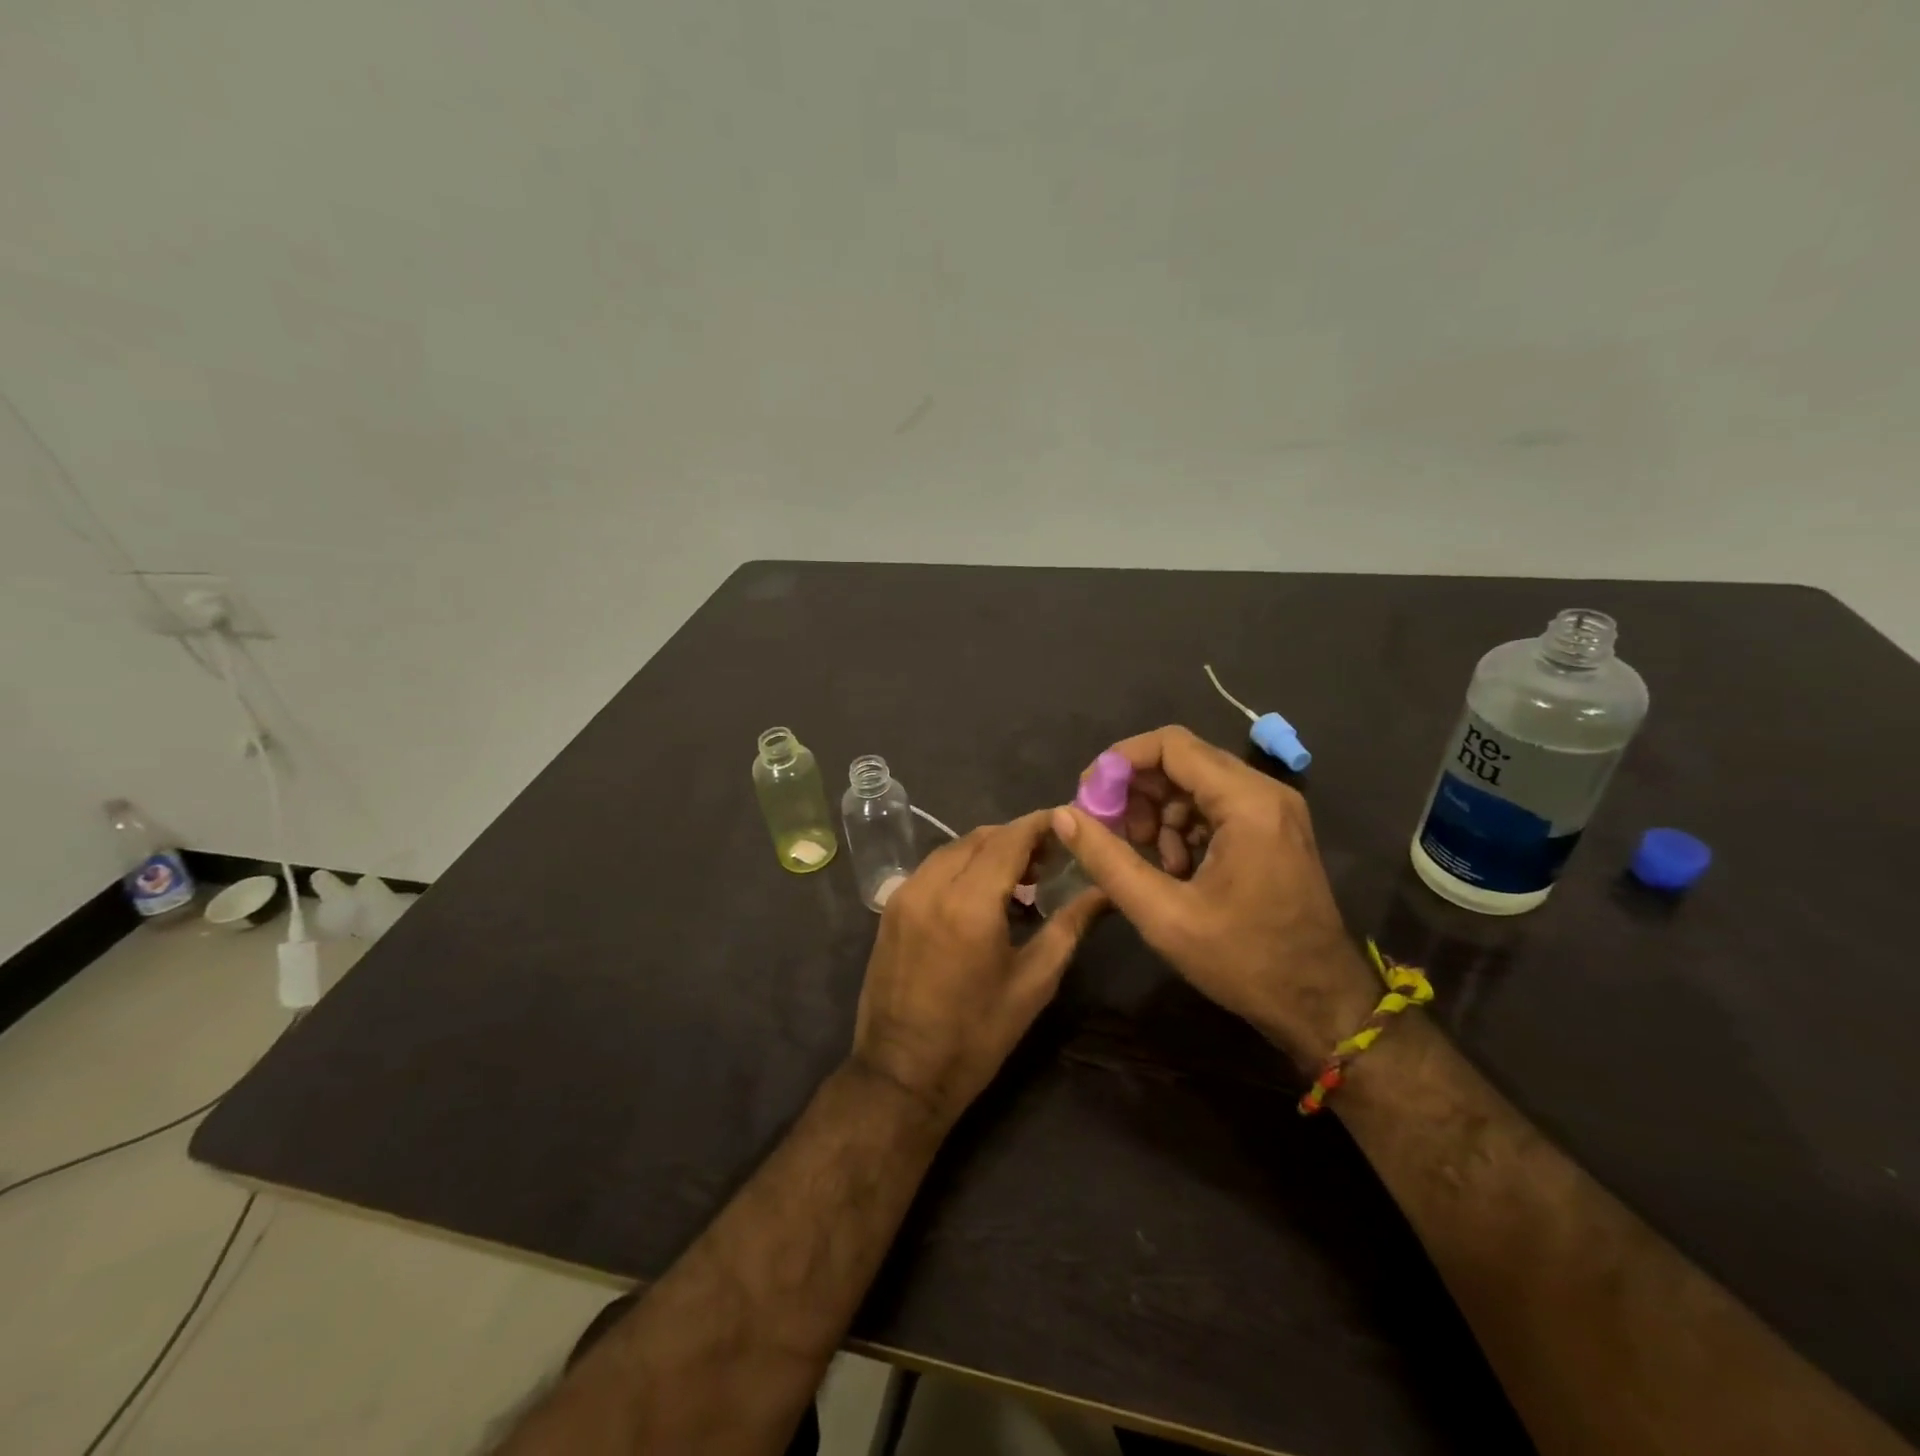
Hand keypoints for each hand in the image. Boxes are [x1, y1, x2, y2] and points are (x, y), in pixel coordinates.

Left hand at [851, 811, 1102, 1125]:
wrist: (901, 1074)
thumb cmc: (976, 1035)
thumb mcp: (1033, 983)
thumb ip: (1069, 926)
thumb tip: (1103, 891)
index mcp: (969, 903)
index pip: (1009, 839)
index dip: (1041, 824)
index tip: (1069, 823)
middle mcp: (931, 886)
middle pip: (979, 838)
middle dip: (1016, 837)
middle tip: (1051, 858)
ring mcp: (904, 895)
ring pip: (952, 850)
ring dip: (988, 850)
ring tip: (1021, 877)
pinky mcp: (890, 909)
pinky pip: (932, 869)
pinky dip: (961, 867)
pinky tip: (982, 894)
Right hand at [1051, 725, 1375, 1068]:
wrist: (1320, 1004)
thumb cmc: (1244, 961)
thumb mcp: (1163, 915)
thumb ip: (1108, 860)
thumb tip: (1062, 816)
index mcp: (1246, 802)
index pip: (1170, 745)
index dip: (1119, 762)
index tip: (1088, 796)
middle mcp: (1265, 792)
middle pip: (1182, 760)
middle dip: (1137, 791)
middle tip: (1112, 834)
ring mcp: (1273, 810)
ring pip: (1196, 783)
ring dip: (1159, 813)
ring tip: (1148, 860)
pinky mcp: (1273, 829)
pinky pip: (1215, 806)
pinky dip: (1184, 827)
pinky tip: (1176, 869)